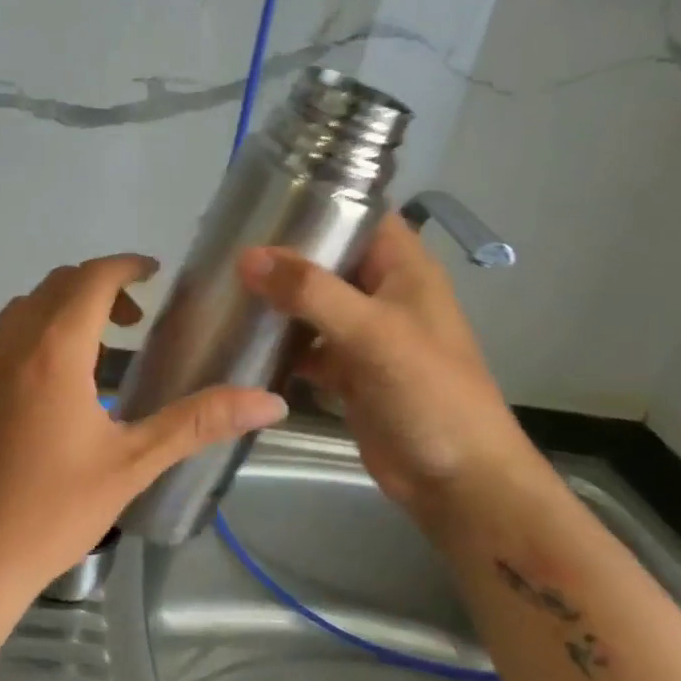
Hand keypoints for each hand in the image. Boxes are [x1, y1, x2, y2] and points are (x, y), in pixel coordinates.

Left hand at [0, 254, 288, 605]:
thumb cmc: (51, 512)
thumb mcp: (132, 465)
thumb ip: (198, 423)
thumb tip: (270, 400)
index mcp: (53, 351)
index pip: (91, 279)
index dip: (126, 266)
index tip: (154, 272)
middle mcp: (9, 343)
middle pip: (56, 285)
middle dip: (99, 287)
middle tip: (135, 320)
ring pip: (23, 308)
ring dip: (62, 309)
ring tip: (96, 351)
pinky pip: (0, 337)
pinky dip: (32, 334)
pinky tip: (49, 384)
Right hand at [237, 216, 547, 531]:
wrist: (457, 481)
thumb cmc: (428, 392)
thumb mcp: (372, 332)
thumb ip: (311, 291)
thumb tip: (247, 257)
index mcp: (403, 268)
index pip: (361, 214)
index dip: (320, 201)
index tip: (263, 200)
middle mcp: (383, 293)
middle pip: (328, 258)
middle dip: (284, 254)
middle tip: (226, 245)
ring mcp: (365, 334)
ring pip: (313, 303)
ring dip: (277, 298)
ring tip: (223, 286)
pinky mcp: (348, 371)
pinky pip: (307, 346)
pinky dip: (280, 343)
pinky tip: (242, 340)